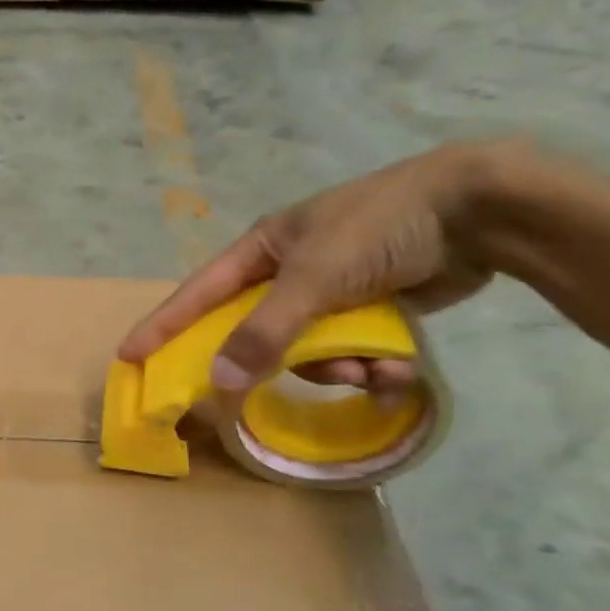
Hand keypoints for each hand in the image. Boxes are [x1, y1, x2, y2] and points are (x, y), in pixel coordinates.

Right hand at [119, 141, 507, 396]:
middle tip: (247, 400)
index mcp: (263, 250)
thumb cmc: (379, 228)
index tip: (130, 356)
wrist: (479, 210)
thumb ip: (265, 332)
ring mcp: (330, 293)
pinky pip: (349, 354)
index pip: (198, 294)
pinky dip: (370, 367)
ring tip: (370, 369)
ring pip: (307, 352)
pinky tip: (396, 372)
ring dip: (336, 369)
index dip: (163, 326)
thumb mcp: (314, 278)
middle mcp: (288, 273)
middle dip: (270, 363)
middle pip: (253, 333)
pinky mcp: (369, 312)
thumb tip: (219, 381)